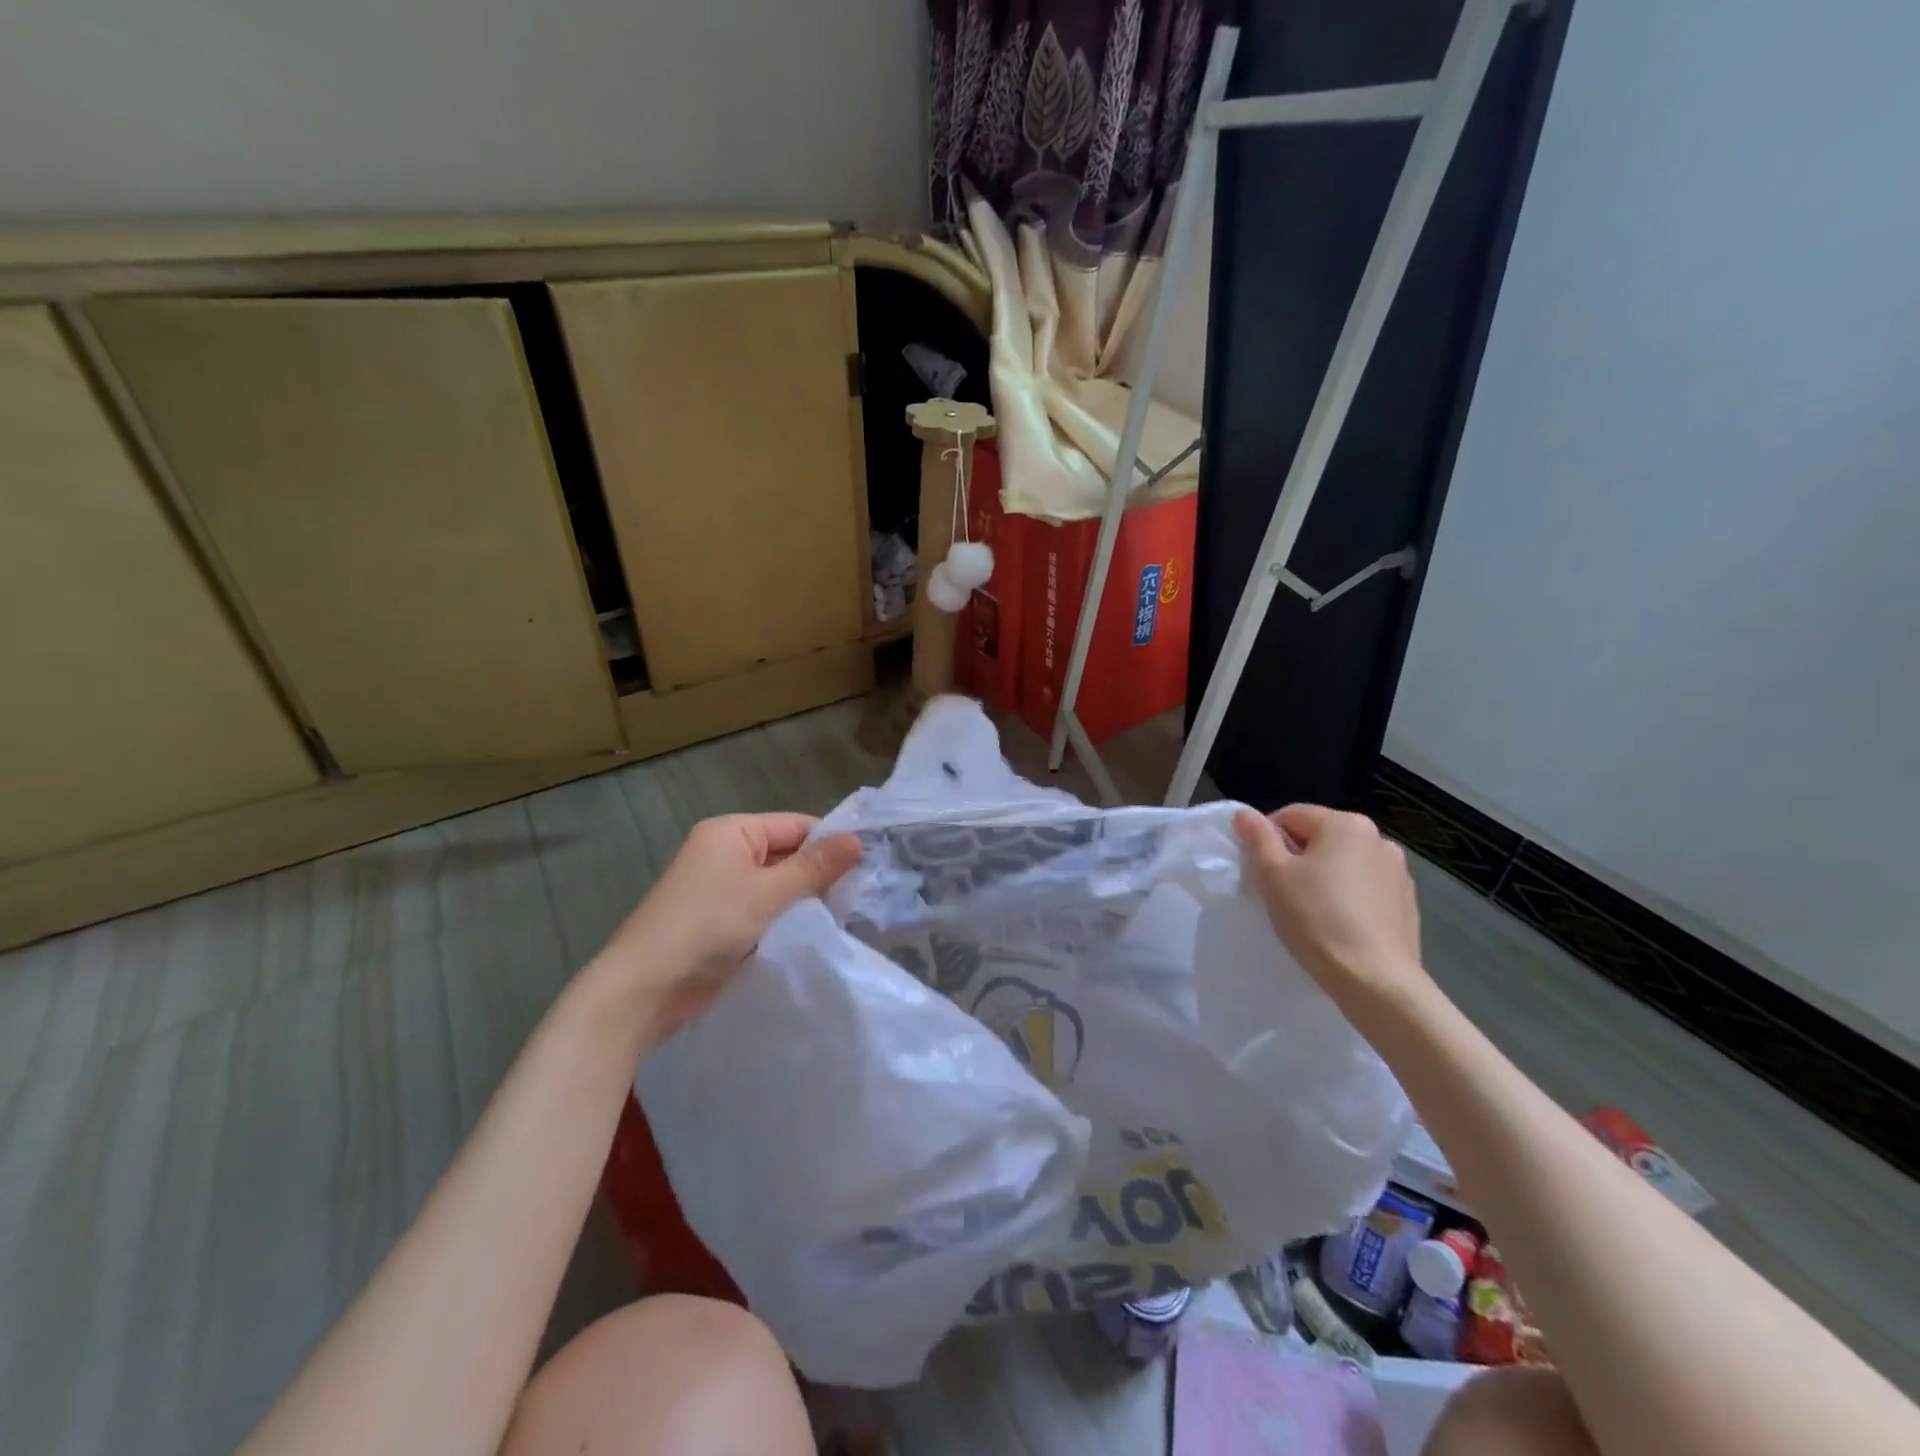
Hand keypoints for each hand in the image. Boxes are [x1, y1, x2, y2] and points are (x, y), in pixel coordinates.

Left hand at [589, 813, 861, 1048]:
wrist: (643, 991)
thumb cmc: (706, 927)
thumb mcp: (766, 893)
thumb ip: (814, 868)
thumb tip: (858, 840)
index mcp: (731, 831)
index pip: (796, 825)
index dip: (830, 844)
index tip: (866, 870)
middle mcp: (726, 852)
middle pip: (788, 853)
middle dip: (819, 875)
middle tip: (859, 899)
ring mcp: (722, 888)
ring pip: (779, 885)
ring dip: (805, 901)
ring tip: (844, 918)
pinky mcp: (722, 921)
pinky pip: (765, 909)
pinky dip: (786, 919)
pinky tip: (814, 934)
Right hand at [1233, 804, 1432, 1017]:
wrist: (1376, 980)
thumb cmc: (1316, 919)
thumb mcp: (1273, 875)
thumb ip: (1257, 838)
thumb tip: (1245, 814)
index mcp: (1345, 824)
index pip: (1290, 816)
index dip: (1267, 841)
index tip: (1261, 873)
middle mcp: (1379, 838)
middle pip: (1320, 837)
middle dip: (1297, 858)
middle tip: (1282, 893)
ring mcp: (1398, 871)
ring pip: (1344, 863)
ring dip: (1324, 877)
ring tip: (1312, 912)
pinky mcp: (1407, 902)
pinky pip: (1365, 887)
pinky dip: (1348, 897)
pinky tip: (1339, 925)